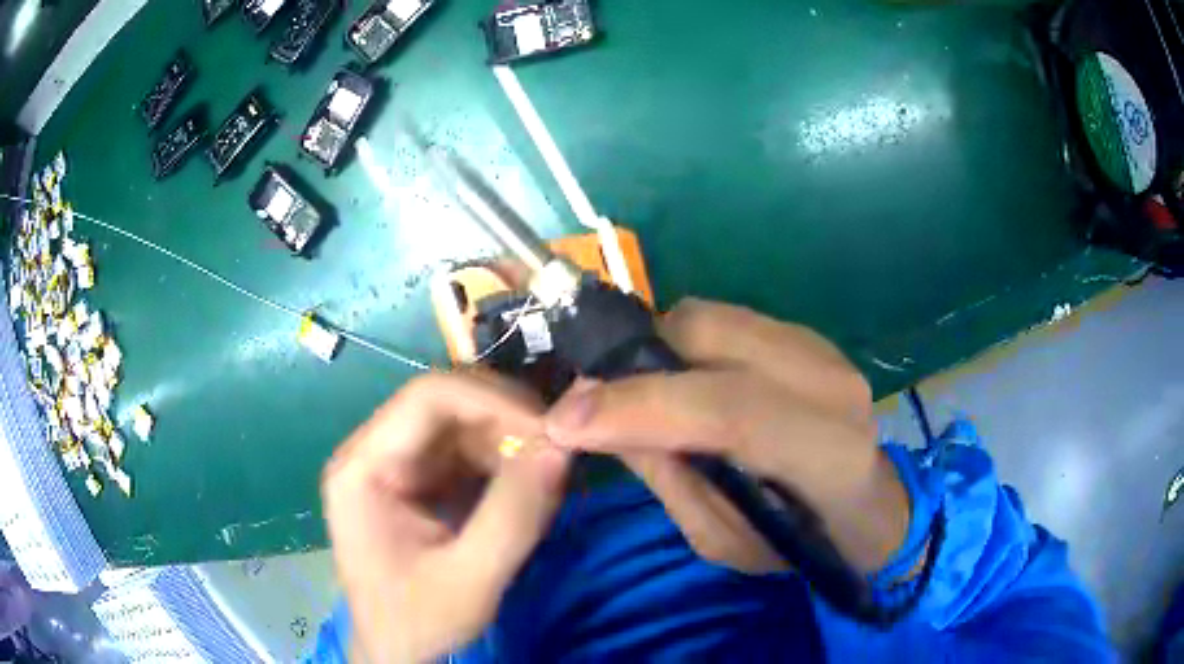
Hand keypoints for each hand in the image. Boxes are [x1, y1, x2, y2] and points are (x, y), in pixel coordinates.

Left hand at [322, 372, 570, 661]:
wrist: (396, 650)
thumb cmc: (418, 620)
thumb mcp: (470, 580)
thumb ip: (514, 517)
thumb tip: (561, 448)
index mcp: (363, 468)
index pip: (427, 397)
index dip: (493, 400)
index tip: (549, 431)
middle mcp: (373, 451)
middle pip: (446, 403)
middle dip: (508, 419)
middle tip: (558, 449)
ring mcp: (395, 464)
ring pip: (462, 423)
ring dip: (510, 440)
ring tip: (547, 473)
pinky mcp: (416, 480)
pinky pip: (466, 451)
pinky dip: (503, 461)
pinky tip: (527, 486)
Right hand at [545, 299, 907, 574]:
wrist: (864, 503)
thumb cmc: (797, 542)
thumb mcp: (724, 540)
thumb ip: (667, 477)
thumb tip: (596, 420)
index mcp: (826, 451)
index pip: (730, 410)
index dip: (641, 406)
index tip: (564, 420)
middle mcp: (829, 380)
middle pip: (710, 336)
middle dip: (635, 363)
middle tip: (592, 403)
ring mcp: (818, 345)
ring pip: (707, 315)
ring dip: (654, 348)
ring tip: (636, 393)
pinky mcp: (801, 332)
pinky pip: (719, 319)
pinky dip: (680, 344)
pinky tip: (677, 381)